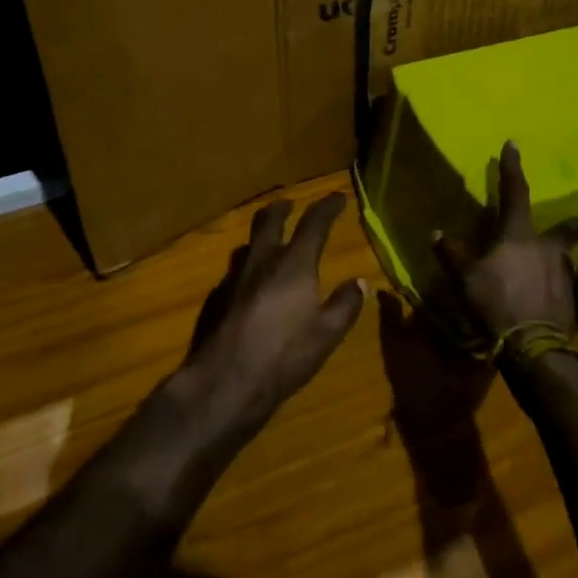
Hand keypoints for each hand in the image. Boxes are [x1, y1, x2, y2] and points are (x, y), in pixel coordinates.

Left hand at [182, 193, 365, 432]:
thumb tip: (360, 282)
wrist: (225, 380)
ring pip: (248, 244)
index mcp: (293, 264)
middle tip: (290, 204)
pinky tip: (251, 284)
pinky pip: (235, 271)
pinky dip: (248, 267)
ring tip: (269, 240)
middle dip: (282, 208)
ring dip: (261, 235)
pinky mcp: (217, 298)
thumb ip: (345, 305)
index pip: (313, 224)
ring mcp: (235, 278)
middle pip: (269, 221)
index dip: (327, 207)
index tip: (337, 196)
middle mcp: (262, 261)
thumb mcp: (327, 334)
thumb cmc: (284, 355)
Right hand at [435, 143, 577, 340]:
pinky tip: (552, 294)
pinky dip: (557, 284)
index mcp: (518, 236)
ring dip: (563, 256)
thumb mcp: (465, 279)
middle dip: (573, 224)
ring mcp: (563, 273)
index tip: (513, 145)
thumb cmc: (496, 302)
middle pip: (564, 229)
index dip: (512, 168)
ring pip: (566, 257)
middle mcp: (546, 248)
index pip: (514, 193)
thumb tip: (436, 233)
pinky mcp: (571, 299)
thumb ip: (452, 254)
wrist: (535, 345)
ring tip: (559, 263)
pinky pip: (564, 283)